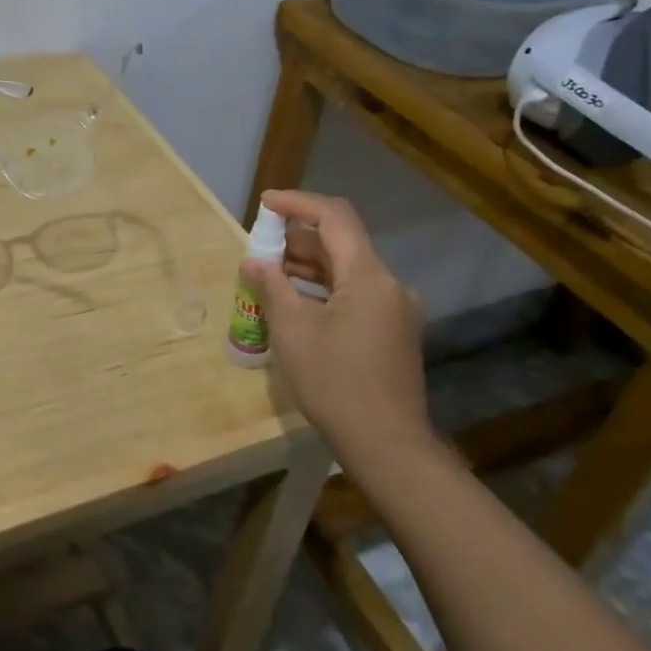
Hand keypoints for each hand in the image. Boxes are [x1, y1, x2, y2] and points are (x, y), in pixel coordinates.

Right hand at [242, 189, 431, 453]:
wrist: (388, 447)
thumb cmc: (335, 384)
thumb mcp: (293, 331)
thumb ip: (272, 286)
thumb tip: (254, 261)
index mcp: (369, 276)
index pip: (335, 217)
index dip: (298, 203)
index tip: (265, 204)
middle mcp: (389, 284)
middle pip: (342, 242)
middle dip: (298, 238)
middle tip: (260, 247)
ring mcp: (396, 309)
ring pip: (348, 269)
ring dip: (310, 264)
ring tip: (270, 273)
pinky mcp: (394, 331)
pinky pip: (356, 293)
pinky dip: (325, 288)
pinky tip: (296, 302)